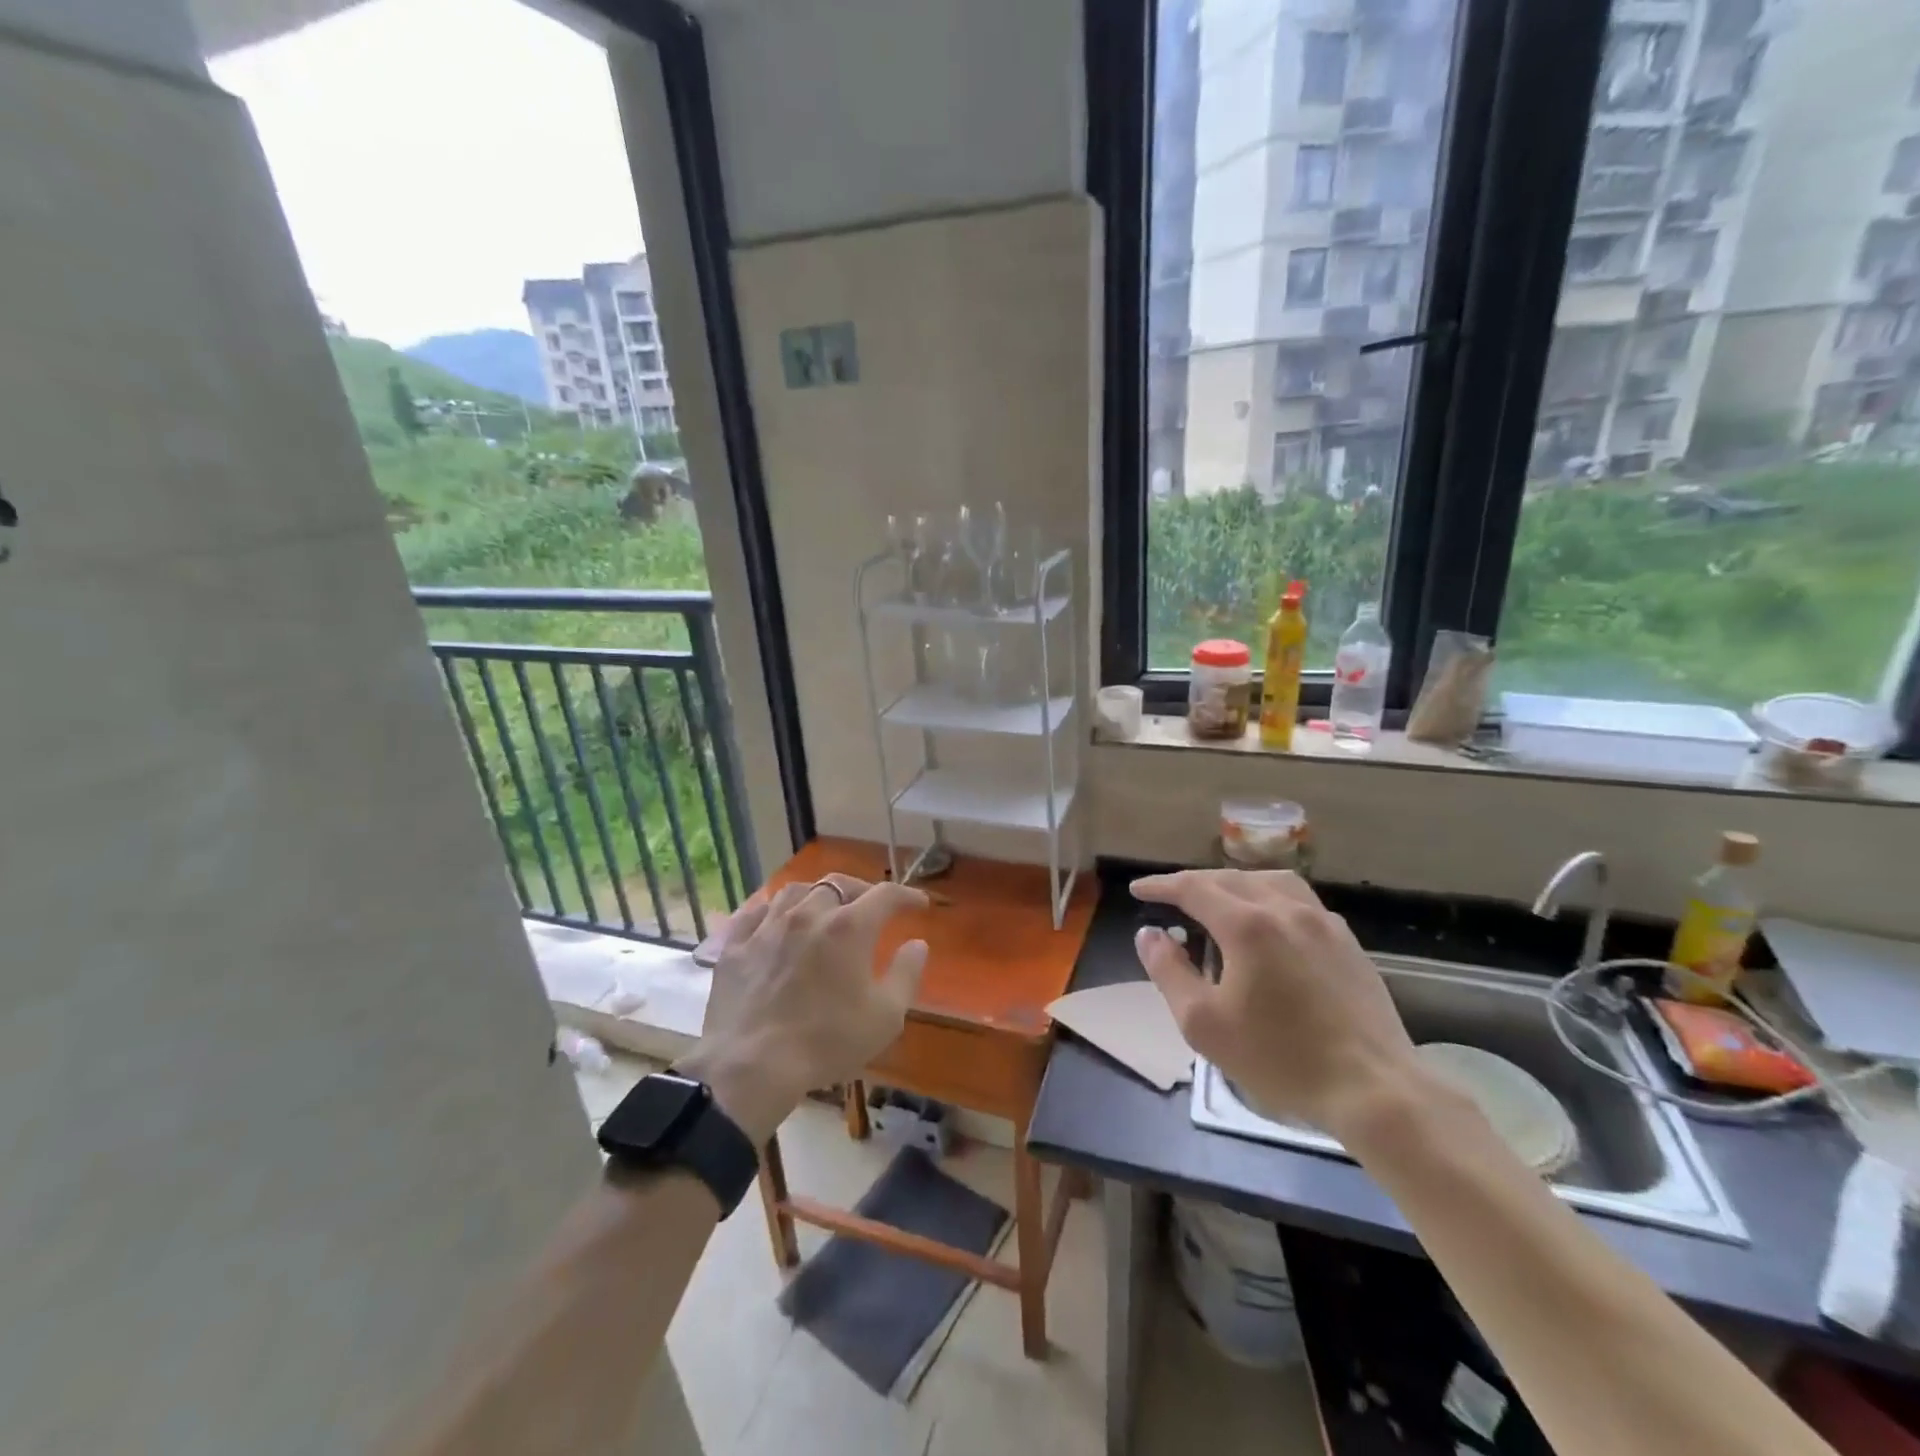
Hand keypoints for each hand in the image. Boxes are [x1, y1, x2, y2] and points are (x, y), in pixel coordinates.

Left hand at [677, 875, 927, 1141]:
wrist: (752, 1066)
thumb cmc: (827, 1042)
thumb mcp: (885, 1017)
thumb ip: (906, 975)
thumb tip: (917, 944)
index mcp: (849, 927)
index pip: (885, 895)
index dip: (906, 895)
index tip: (918, 904)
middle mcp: (808, 914)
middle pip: (838, 884)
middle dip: (861, 890)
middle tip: (871, 906)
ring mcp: (767, 927)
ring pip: (795, 891)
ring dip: (816, 894)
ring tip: (823, 907)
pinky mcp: (735, 945)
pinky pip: (755, 912)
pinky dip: (772, 909)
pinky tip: (776, 919)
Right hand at [1132, 869, 1418, 1137]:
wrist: (1374, 1089)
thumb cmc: (1280, 1058)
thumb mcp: (1203, 1023)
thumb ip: (1169, 971)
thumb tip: (1148, 935)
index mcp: (1247, 925)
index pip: (1192, 888)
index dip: (1161, 885)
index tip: (1139, 890)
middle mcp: (1285, 909)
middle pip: (1229, 878)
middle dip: (1193, 883)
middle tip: (1169, 897)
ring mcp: (1322, 922)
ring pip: (1269, 881)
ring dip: (1234, 883)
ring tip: (1217, 901)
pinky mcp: (1347, 941)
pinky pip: (1298, 900)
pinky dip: (1268, 897)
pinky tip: (1268, 923)